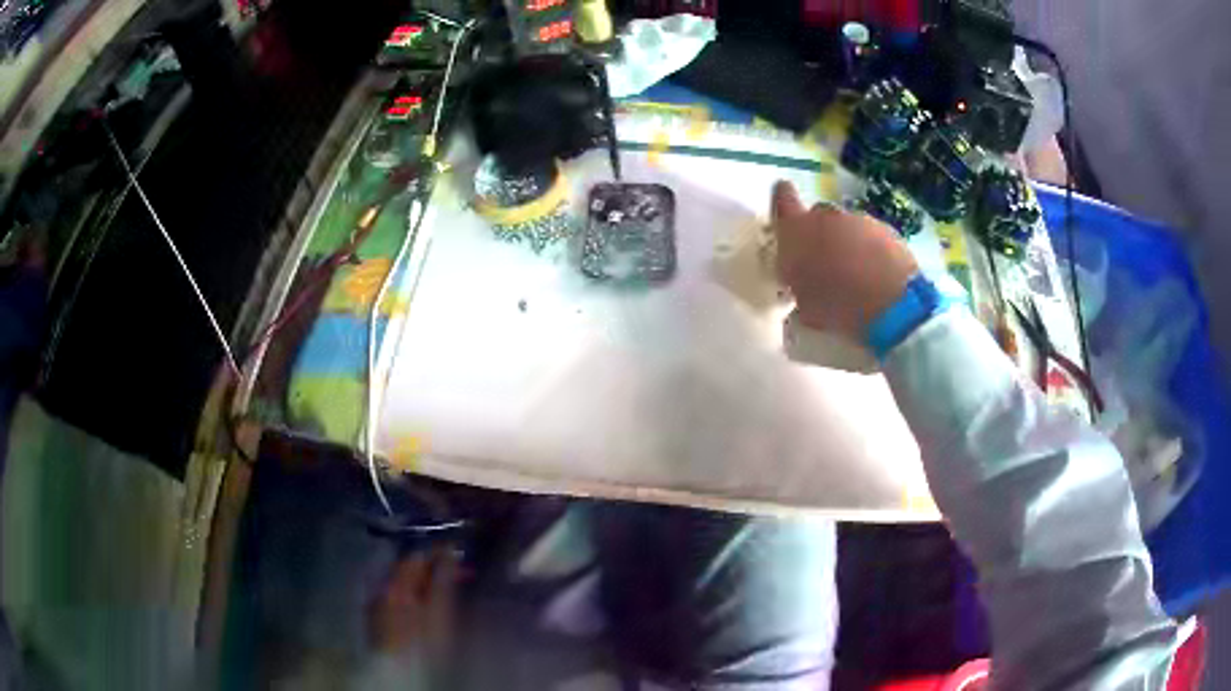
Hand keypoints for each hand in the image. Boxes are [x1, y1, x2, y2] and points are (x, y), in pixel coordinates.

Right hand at [771, 181, 918, 341]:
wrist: (892, 303)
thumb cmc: (837, 306)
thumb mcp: (805, 305)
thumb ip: (799, 284)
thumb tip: (801, 283)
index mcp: (796, 230)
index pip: (782, 199)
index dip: (783, 200)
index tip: (787, 209)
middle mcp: (825, 216)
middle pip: (818, 215)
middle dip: (819, 233)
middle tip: (824, 261)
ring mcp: (858, 219)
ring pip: (846, 226)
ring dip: (847, 243)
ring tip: (854, 274)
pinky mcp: (886, 228)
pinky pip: (870, 235)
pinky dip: (870, 250)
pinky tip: (874, 275)